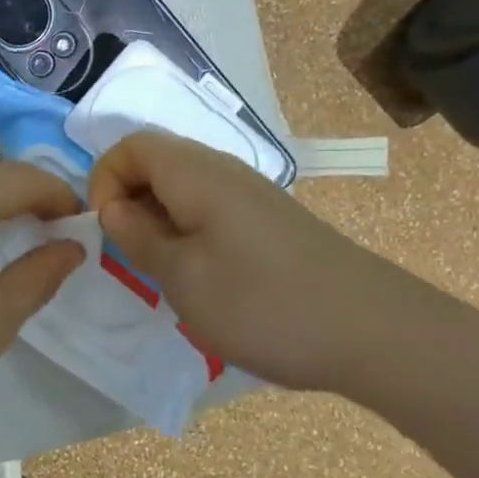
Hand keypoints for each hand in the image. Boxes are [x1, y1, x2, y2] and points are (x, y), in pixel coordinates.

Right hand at [87, 130, 407, 389]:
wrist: (374, 332)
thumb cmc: (263, 303)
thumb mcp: (182, 277)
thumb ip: (137, 237)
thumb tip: (112, 208)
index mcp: (196, 173)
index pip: (131, 145)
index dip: (104, 179)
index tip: (106, 229)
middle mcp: (223, 170)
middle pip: (156, 162)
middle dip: (128, 201)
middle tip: (130, 255)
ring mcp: (252, 194)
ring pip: (183, 188)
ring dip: (158, 220)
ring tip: (163, 270)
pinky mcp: (270, 221)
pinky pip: (210, 209)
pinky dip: (188, 232)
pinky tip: (204, 277)